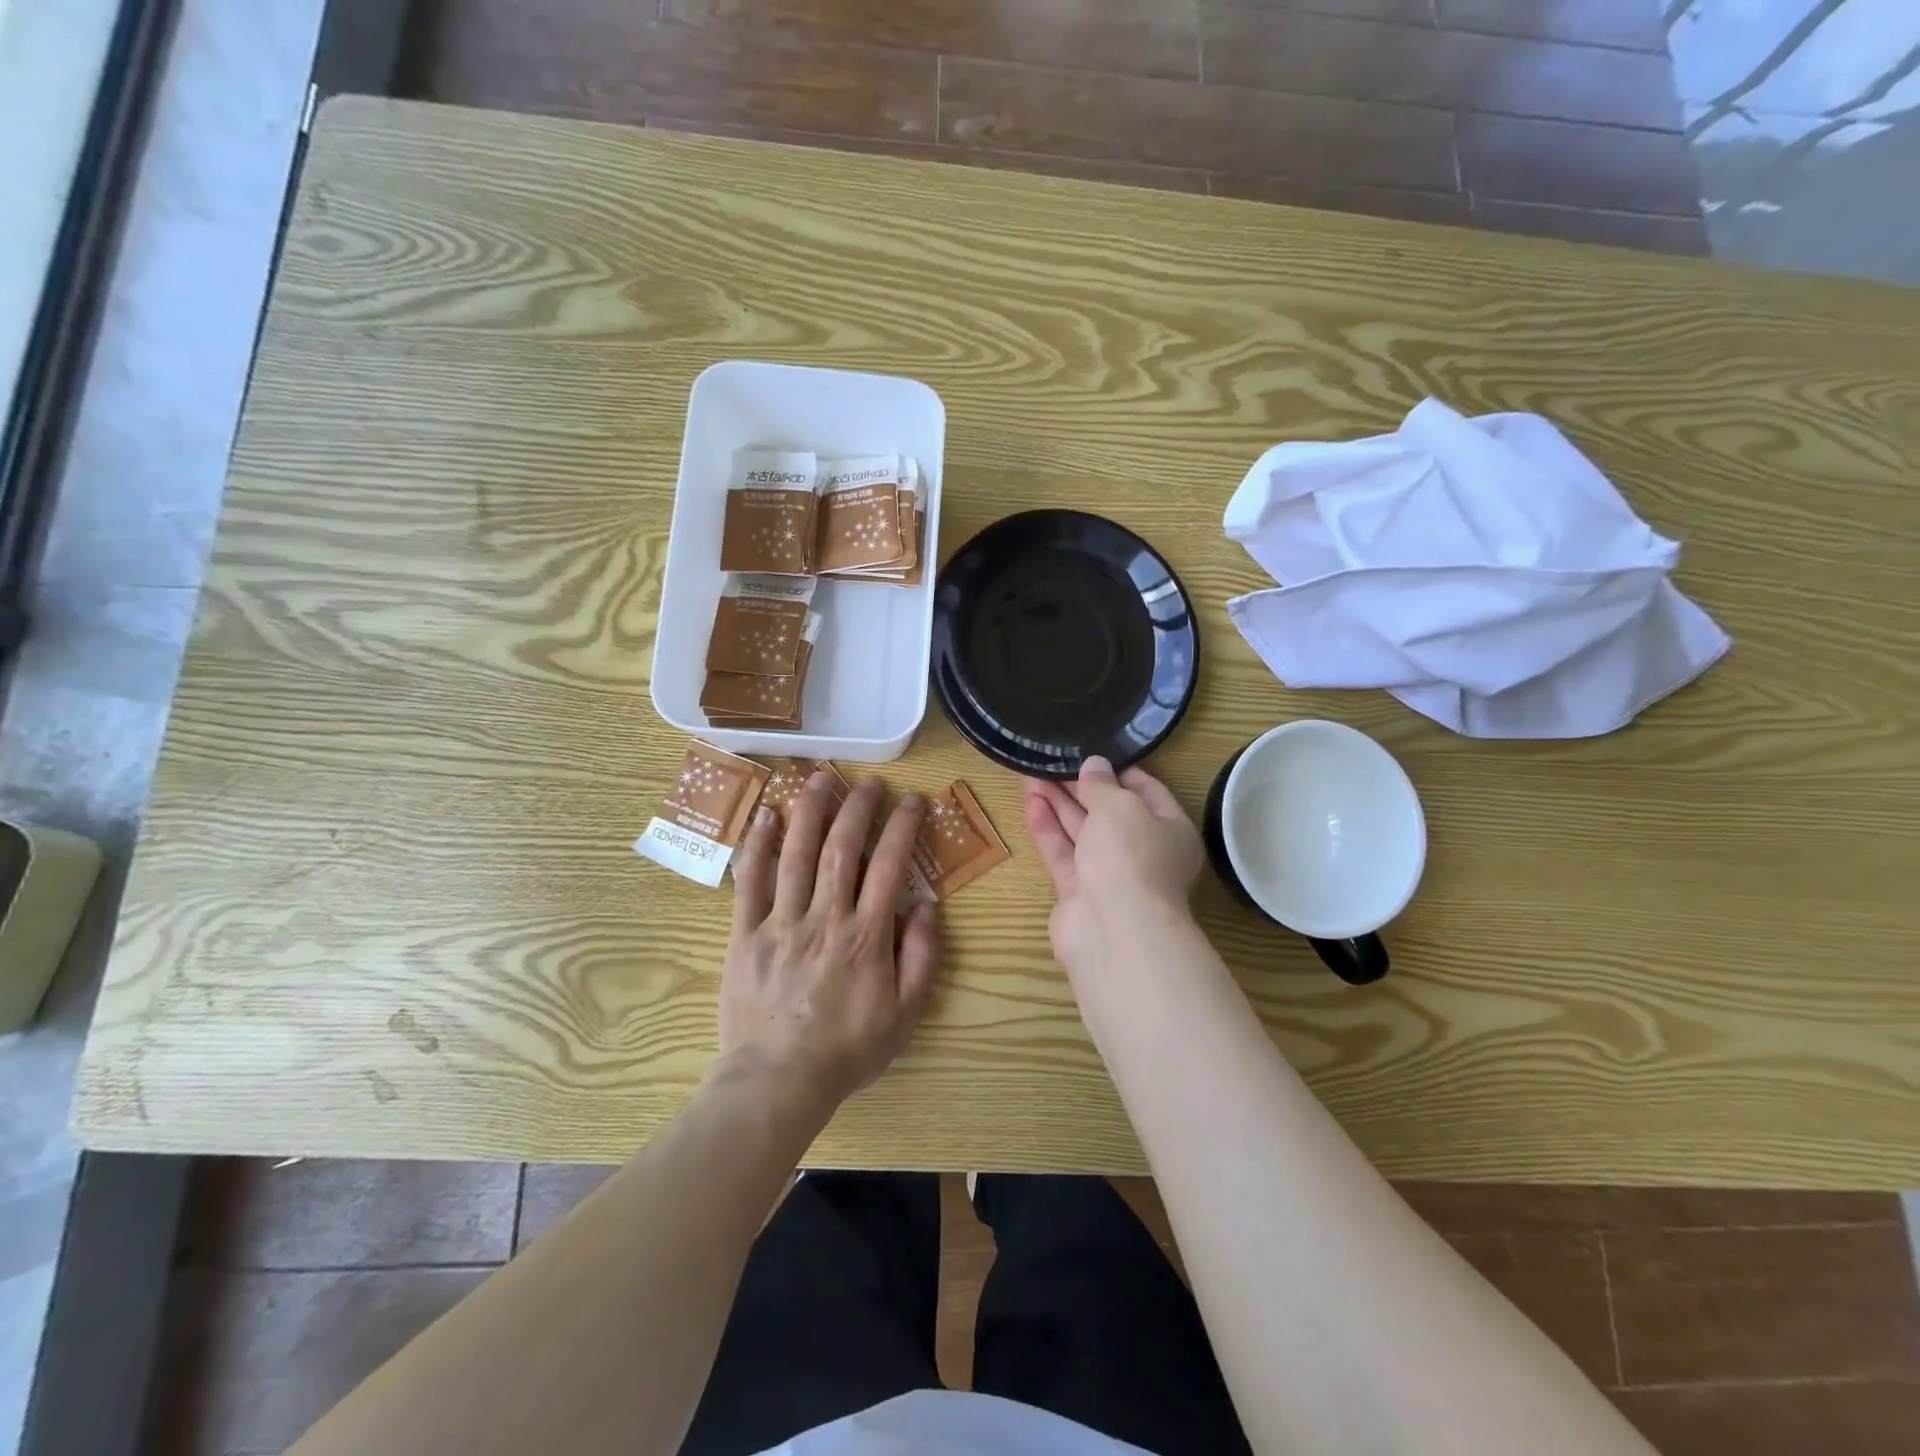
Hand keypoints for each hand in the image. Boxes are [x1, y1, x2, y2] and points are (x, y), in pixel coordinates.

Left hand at [719, 772, 939, 1113]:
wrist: (778, 1081)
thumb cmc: (848, 1049)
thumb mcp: (905, 1013)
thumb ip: (922, 956)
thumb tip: (928, 905)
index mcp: (866, 935)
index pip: (889, 866)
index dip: (902, 827)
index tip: (912, 801)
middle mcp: (825, 917)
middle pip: (841, 848)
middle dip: (857, 807)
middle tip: (868, 782)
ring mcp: (781, 922)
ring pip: (796, 854)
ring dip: (810, 810)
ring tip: (820, 778)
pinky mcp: (746, 934)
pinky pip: (750, 882)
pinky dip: (758, 846)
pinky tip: (766, 816)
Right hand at [1024, 757, 1204, 970]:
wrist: (1114, 929)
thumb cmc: (1131, 856)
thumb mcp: (1120, 806)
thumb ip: (1102, 784)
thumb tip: (1094, 765)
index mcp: (1170, 829)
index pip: (1146, 791)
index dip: (1118, 770)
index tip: (1090, 753)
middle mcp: (1143, 852)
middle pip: (1109, 812)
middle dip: (1080, 787)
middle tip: (1050, 761)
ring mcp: (1110, 874)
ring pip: (1082, 832)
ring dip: (1058, 804)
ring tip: (1030, 775)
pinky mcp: (1080, 892)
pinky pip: (1063, 853)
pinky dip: (1048, 829)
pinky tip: (1030, 803)